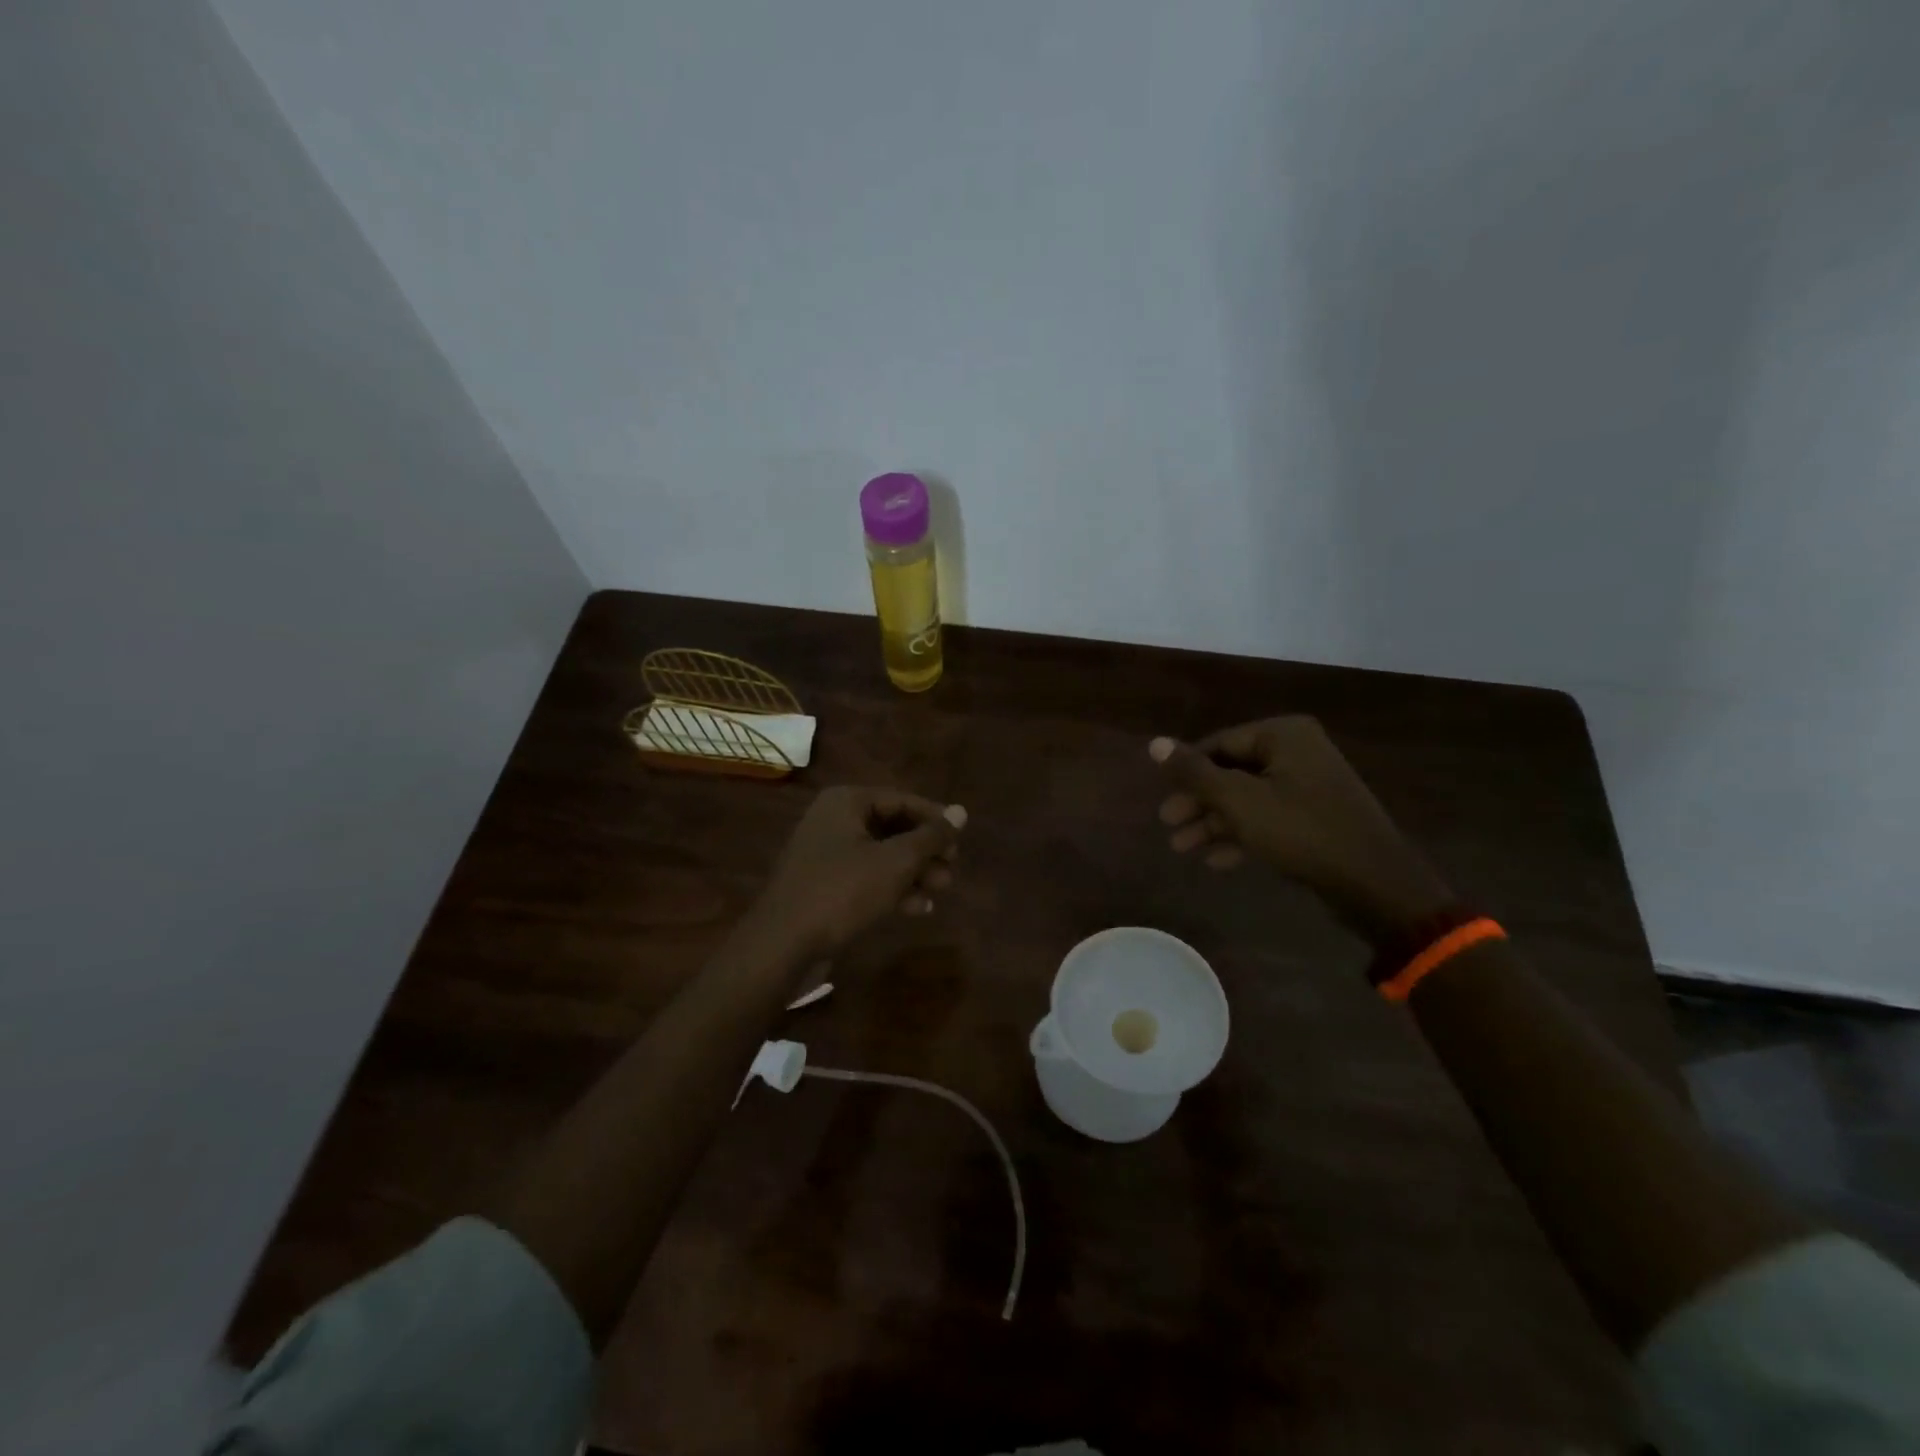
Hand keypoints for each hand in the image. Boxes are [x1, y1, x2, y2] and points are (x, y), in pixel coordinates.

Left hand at [752, 786, 966, 957]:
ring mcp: (826, 854)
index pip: (902, 800)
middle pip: (892, 827)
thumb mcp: (895, 862)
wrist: (783, 944)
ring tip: (942, 890)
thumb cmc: (843, 891)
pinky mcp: (824, 885)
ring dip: (913, 872)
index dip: (935, 819)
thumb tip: (962, 811)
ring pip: (882, 855)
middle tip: (952, 869)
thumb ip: (931, 836)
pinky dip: (892, 888)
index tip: (961, 840)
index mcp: (847, 802)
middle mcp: (834, 820)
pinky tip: (918, 908)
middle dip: (925, 850)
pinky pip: (866, 877)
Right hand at [1150, 718, 1453, 943]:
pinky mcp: (1316, 817)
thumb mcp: (1239, 801)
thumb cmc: (1301, 831)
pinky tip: (1216, 860)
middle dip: (1198, 802)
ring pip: (1247, 798)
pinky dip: (1242, 835)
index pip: (1219, 744)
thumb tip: (1154, 743)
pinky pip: (1268, 818)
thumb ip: (1194, 772)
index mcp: (1283, 735)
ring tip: (1182, 848)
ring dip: (1214, 822)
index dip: (1186, 772)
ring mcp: (1310, 785)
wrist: (1373, 883)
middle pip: (1231, 772)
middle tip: (1168, 826)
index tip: (1163, 799)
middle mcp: (1298, 752)